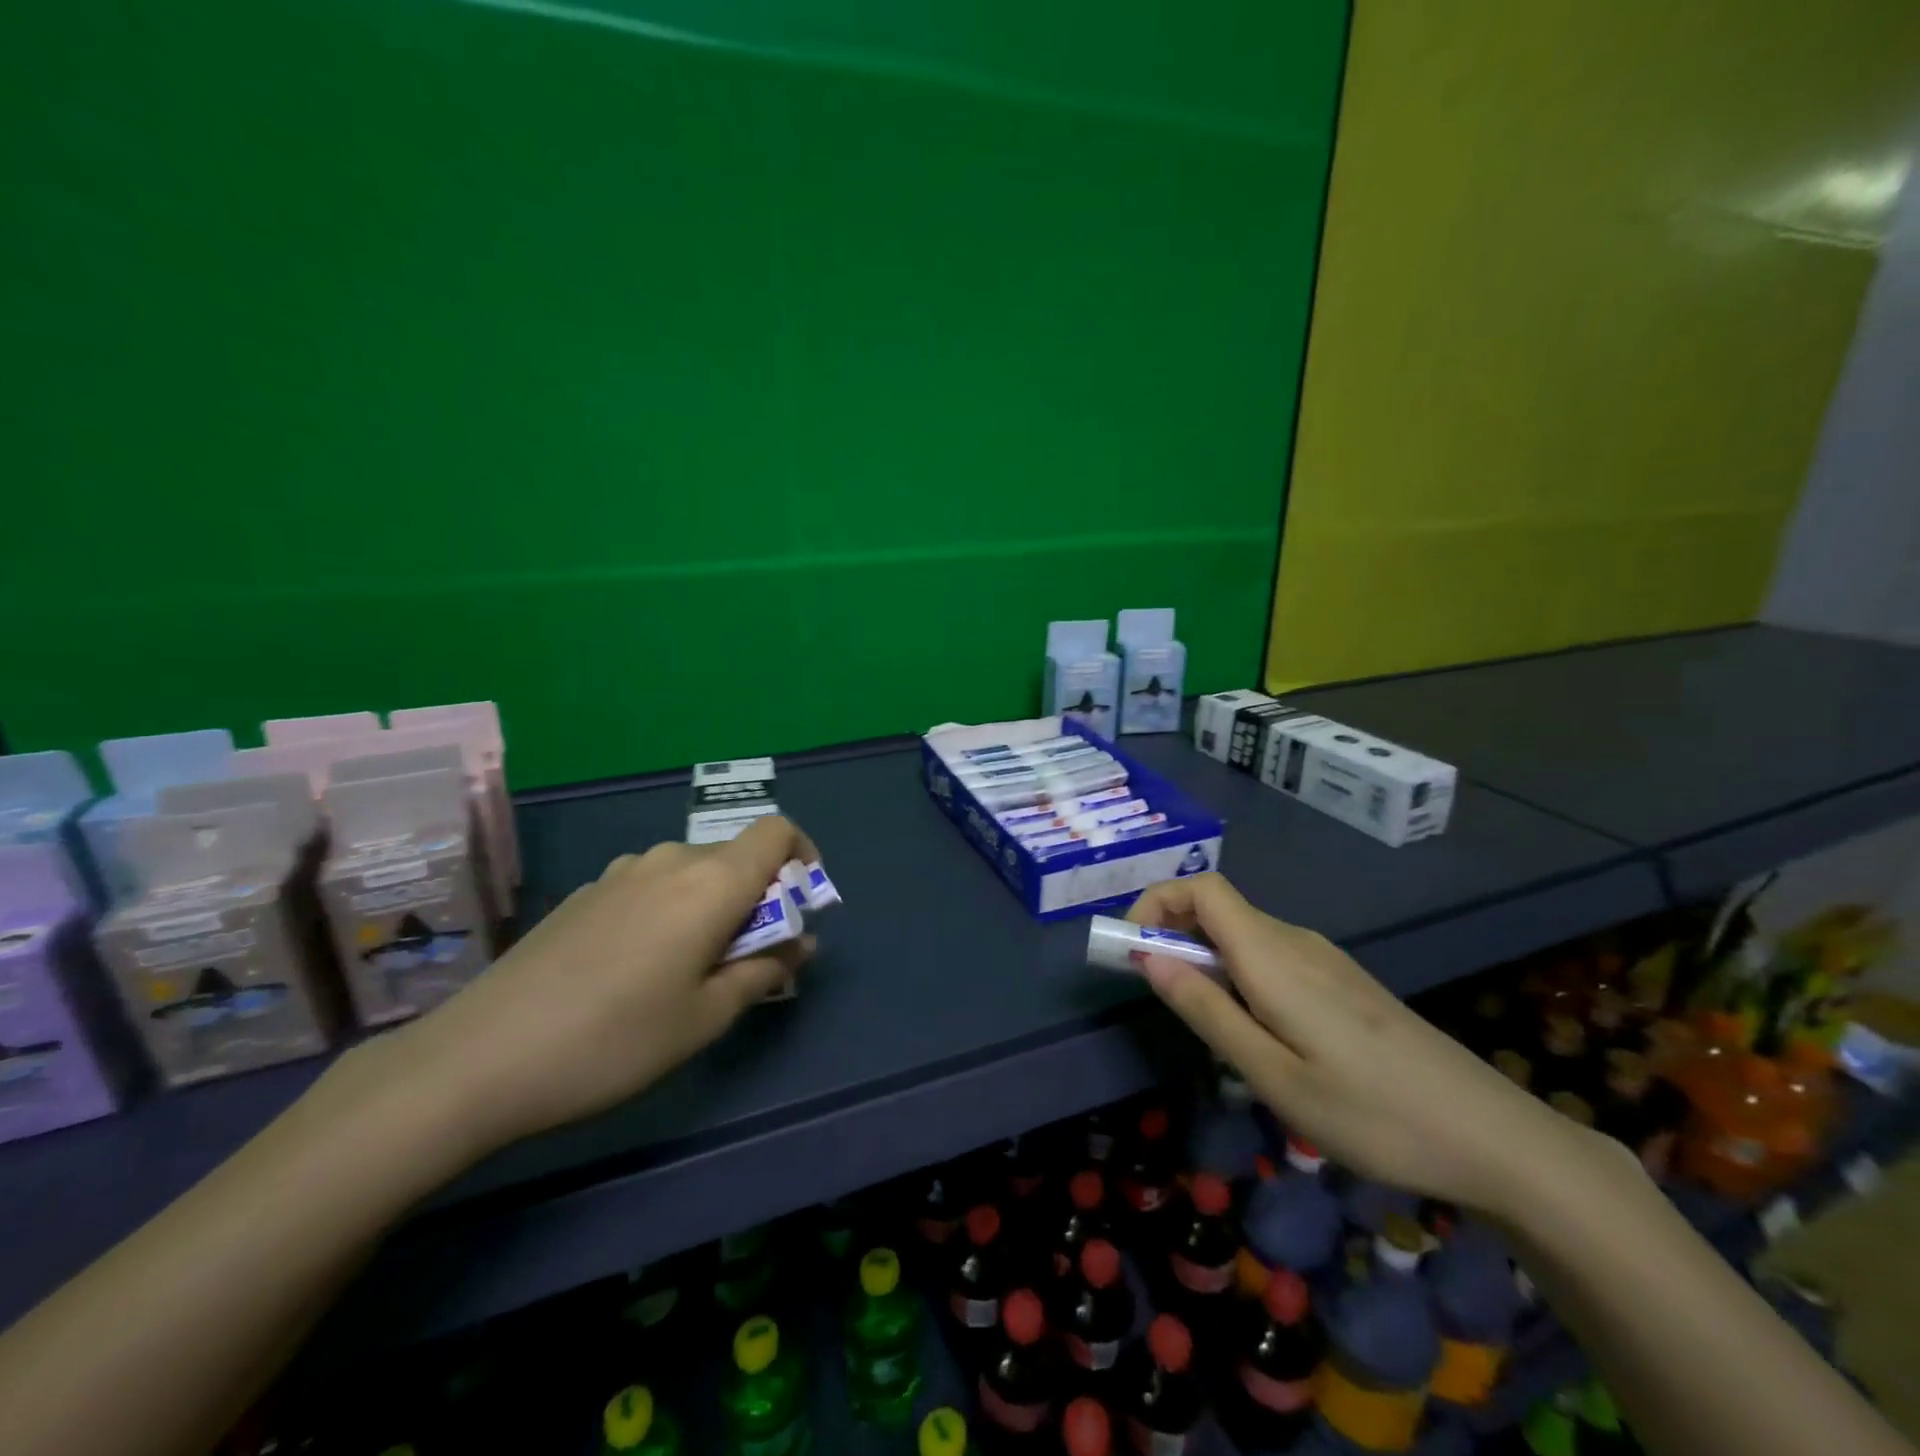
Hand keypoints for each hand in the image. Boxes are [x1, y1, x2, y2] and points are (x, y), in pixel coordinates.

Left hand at [381, 816, 818, 1155]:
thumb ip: (764, 972)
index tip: (800, 906)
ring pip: (692, 872)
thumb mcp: (705, 1018)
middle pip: (736, 856)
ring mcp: (621, 874)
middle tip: (749, 959)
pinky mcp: (585, 894)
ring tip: (692, 969)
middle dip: (759, 896)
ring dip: (712, 905)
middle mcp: (669, 861)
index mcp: (710, 883)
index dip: (802, 857)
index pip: (776, 832)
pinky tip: (636, 969)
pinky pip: (651, 886)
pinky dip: (671, 910)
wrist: (476, 1059)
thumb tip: (801, 944)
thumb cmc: (613, 1041)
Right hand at [1129, 872, 1611, 1218]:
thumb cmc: (1373, 1113)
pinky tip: (1259, 1032)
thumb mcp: (1274, 1075)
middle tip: (1157, 996)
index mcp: (1273, 956)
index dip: (1156, 902)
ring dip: (1204, 959)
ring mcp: (1324, 959)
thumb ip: (1207, 1012)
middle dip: (1171, 935)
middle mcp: (1296, 942)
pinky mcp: (1342, 981)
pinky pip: (1271, 956)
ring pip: (1244, 935)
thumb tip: (1150, 959)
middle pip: (1218, 909)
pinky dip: (1239, 973)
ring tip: (1207, 1025)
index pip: (1201, 888)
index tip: (1132, 950)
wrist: (1494, 1137)